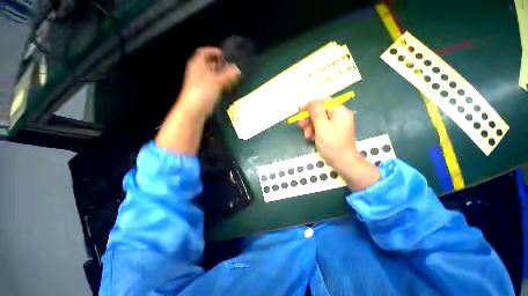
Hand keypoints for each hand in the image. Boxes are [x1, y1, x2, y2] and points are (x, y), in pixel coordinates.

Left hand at [178, 47, 240, 116]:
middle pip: (209, 64)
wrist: (194, 109)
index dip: (213, 51)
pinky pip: (213, 84)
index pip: (203, 52)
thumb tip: (237, 69)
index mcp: (197, 65)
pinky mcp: (205, 92)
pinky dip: (220, 83)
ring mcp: (201, 83)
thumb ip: (227, 75)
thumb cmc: (202, 92)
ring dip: (221, 75)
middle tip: (230, 66)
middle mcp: (198, 72)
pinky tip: (227, 86)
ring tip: (232, 77)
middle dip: (220, 64)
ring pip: (212, 75)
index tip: (223, 54)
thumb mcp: (216, 81)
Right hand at [298, 99, 379, 190]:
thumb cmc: (333, 145)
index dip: (311, 105)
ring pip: (318, 120)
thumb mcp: (322, 127)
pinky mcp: (331, 132)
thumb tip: (310, 101)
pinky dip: (313, 131)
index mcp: (340, 112)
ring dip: (310, 126)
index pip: (324, 102)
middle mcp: (338, 116)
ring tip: (306, 136)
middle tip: (301, 125)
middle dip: (309, 118)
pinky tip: (310, 138)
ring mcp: (335, 124)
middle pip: (320, 111)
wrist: (343, 163)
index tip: (300, 112)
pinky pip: (320, 127)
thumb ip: (316, 113)